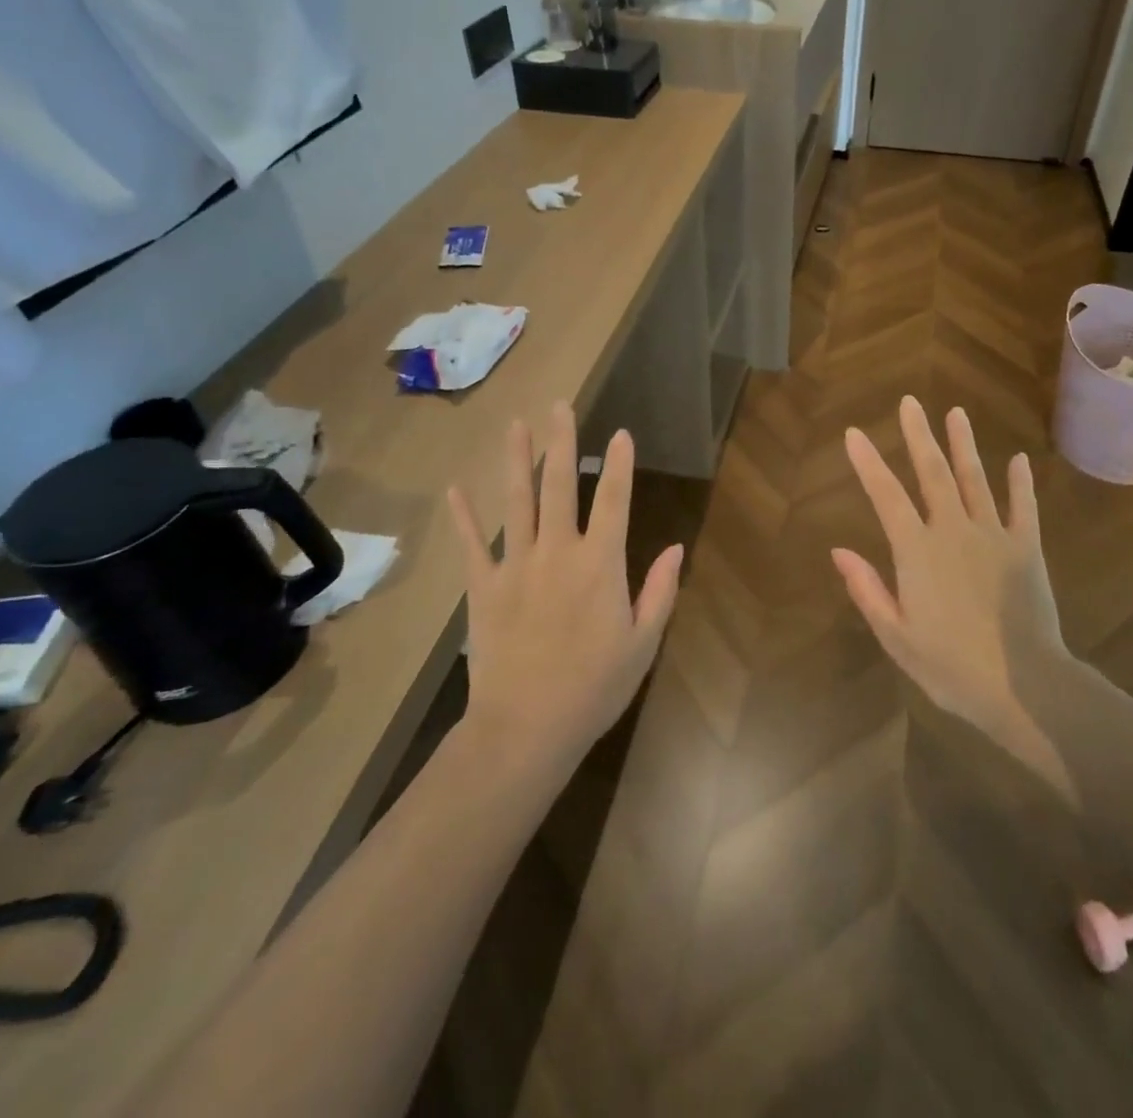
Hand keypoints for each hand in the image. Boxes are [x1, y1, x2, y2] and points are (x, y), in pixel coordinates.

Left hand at [448, 402, 681, 766]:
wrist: (526, 728)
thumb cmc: (594, 687)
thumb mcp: (643, 642)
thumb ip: (660, 590)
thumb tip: (676, 547)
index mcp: (600, 564)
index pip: (614, 500)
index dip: (619, 464)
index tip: (620, 433)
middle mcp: (558, 552)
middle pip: (560, 486)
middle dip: (562, 442)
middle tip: (558, 405)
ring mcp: (515, 566)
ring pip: (517, 502)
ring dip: (517, 460)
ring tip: (515, 425)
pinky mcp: (483, 588)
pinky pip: (472, 544)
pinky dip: (465, 516)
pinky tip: (456, 489)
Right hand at [833, 397, 1070, 777]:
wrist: (1023, 685)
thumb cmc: (950, 666)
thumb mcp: (896, 635)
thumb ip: (867, 589)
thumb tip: (839, 550)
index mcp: (916, 551)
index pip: (886, 496)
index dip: (868, 463)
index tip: (854, 433)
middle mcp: (952, 530)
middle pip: (933, 474)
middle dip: (919, 435)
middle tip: (911, 402)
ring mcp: (993, 535)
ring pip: (975, 479)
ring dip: (964, 445)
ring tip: (956, 412)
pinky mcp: (1026, 548)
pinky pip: (1023, 507)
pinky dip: (1020, 482)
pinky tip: (1017, 459)